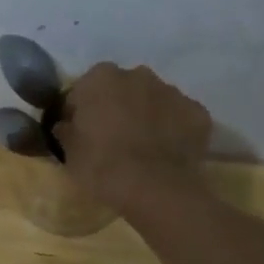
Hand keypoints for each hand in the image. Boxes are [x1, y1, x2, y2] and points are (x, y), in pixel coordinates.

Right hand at [54, 62, 211, 211]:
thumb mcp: (69, 151)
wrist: (154, 189)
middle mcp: (137, 74)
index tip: (79, 133)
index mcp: (101, 78)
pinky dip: (172, 129)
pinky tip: (165, 153)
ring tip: (142, 148)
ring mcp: (172, 91)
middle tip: (111, 139)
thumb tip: (66, 124)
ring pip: (152, 100)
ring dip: (146, 115)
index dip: (79, 111)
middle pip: (121, 89)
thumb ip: (65, 130)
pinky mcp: (198, 112)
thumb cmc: (101, 166)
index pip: (83, 90)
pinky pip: (179, 117)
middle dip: (116, 107)